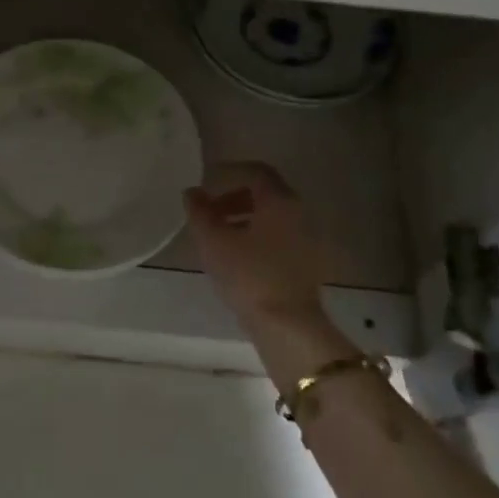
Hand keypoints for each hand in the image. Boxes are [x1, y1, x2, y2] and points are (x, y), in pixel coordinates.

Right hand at [184, 162, 329, 329]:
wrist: (286, 324)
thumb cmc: (248, 275)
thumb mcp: (214, 241)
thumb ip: (200, 212)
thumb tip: (193, 193)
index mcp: (279, 201)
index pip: (256, 172)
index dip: (230, 172)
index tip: (207, 182)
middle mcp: (298, 213)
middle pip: (265, 194)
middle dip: (234, 198)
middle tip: (208, 212)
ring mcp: (306, 240)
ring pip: (271, 218)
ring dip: (243, 219)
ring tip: (217, 237)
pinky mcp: (304, 263)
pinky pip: (277, 238)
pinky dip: (255, 237)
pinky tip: (235, 258)